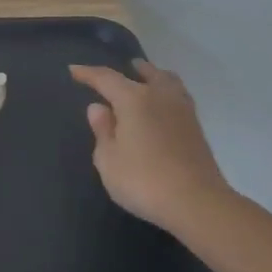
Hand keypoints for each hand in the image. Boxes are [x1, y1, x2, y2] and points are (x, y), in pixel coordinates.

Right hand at [69, 59, 234, 236]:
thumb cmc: (143, 180)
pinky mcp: (197, 129)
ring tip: (147, 79)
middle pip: (146, 73)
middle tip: (124, 68)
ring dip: (155, 77)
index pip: (106, 78)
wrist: (197, 204)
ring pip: (168, 82)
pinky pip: (178, 98)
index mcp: (134, 99)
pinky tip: (162, 106)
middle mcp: (160, 97)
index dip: (88, 73)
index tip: (74, 70)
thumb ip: (102, 131)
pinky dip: (167, 94)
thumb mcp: (108, 159)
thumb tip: (99, 108)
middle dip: (131, 69)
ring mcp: (183, 111)